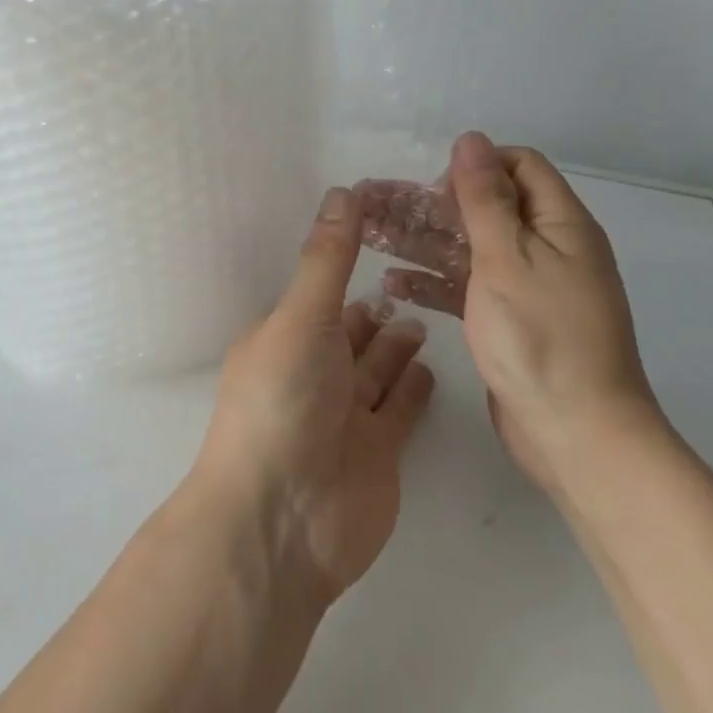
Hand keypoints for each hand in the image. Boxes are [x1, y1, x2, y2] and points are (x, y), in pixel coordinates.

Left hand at [191, 188, 435, 604]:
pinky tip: (430, 365)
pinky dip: (411, 387)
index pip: (323, 289)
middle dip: (376, 304)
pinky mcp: (379, 452)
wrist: (282, 522)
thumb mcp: (302, 317)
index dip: (351, 260)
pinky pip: (399, 409)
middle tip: (419, 274)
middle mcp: (315, 371)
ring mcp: (347, 414)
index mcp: (286, 335)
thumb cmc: (281, 401)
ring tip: (425, 312)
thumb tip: (343, 191)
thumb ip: (327, 259)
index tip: (390, 231)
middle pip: (352, 330)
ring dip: (395, 342)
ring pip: (376, 367)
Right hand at [356, 132, 660, 486]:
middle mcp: (546, 247)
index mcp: (560, 224)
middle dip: (431, 203)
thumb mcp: (507, 257)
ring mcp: (527, 286)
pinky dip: (434, 282)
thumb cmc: (542, 337)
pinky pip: (467, 286)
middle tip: (375, 203)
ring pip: (468, 247)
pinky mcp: (509, 320)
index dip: (476, 167)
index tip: (436, 188)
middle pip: (483, 206)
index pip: (519, 166)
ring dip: (422, 241)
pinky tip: (392, 285)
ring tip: (370, 235)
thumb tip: (470, 139)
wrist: (577, 436)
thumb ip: (485, 197)